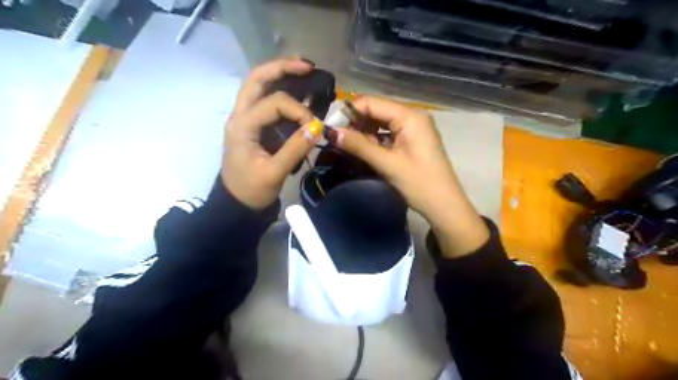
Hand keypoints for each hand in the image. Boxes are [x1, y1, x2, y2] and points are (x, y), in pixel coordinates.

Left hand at [220, 59, 321, 209]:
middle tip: (307, 66)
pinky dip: (280, 94)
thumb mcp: (274, 173)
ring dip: (279, 76)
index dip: (299, 110)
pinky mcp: (252, 127)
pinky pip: (265, 102)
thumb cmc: (251, 190)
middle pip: (256, 80)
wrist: (236, 204)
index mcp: (242, 125)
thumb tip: (317, 127)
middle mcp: (240, 115)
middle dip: (282, 68)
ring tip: (303, 72)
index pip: (275, 103)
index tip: (315, 127)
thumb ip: (295, 149)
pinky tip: (297, 94)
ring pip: (258, 87)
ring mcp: (244, 119)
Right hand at [334, 97, 487, 256]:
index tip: (330, 126)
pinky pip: (388, 134)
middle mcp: (411, 116)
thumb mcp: (387, 164)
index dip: (349, 112)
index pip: (372, 103)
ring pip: (380, 123)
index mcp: (409, 116)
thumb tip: (331, 132)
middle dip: (355, 123)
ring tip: (346, 144)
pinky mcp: (411, 140)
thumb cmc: (419, 183)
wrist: (444, 205)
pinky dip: (374, 140)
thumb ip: (359, 146)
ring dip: (363, 132)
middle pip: (376, 111)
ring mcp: (412, 129)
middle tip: (335, 137)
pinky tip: (362, 148)